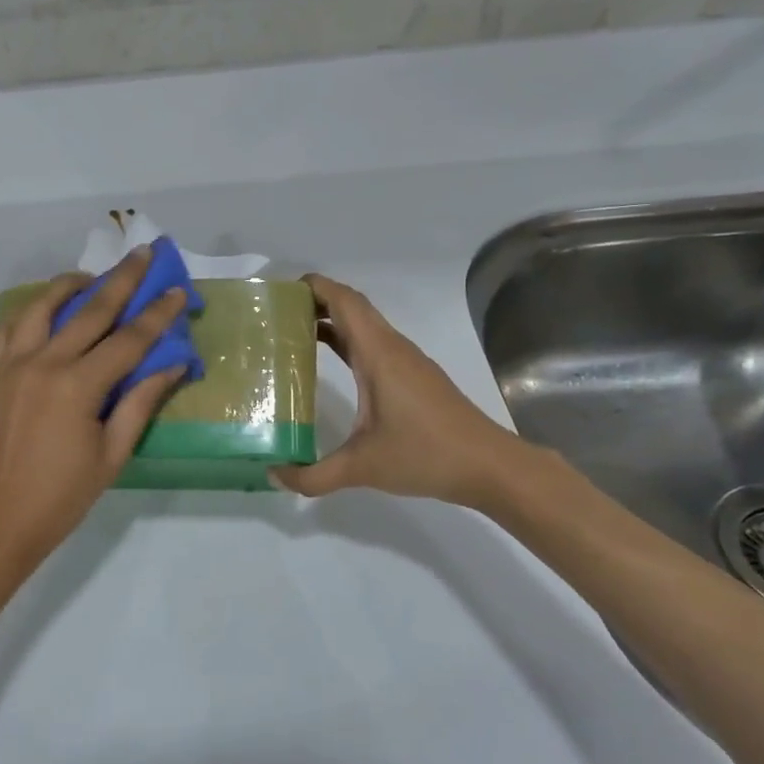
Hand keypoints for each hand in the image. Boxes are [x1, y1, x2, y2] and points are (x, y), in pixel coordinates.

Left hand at [0, 247, 189, 572]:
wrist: (0, 518)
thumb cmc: (64, 494)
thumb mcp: (113, 453)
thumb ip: (141, 402)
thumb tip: (172, 364)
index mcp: (77, 387)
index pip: (128, 340)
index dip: (157, 315)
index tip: (176, 290)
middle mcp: (42, 363)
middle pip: (89, 310)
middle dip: (122, 279)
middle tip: (143, 253)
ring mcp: (9, 365)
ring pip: (39, 307)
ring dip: (68, 285)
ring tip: (90, 279)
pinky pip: (4, 329)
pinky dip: (26, 315)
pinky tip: (42, 316)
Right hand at [271, 273, 535, 509]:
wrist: (489, 466)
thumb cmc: (426, 455)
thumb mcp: (362, 468)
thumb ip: (313, 476)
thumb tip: (275, 476)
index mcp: (379, 355)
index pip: (345, 302)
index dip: (314, 287)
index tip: (280, 291)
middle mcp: (393, 349)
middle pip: (353, 307)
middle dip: (316, 301)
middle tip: (277, 314)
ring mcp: (407, 362)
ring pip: (365, 326)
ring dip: (332, 321)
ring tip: (294, 334)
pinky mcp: (415, 378)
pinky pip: (375, 345)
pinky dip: (348, 342)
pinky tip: (331, 364)